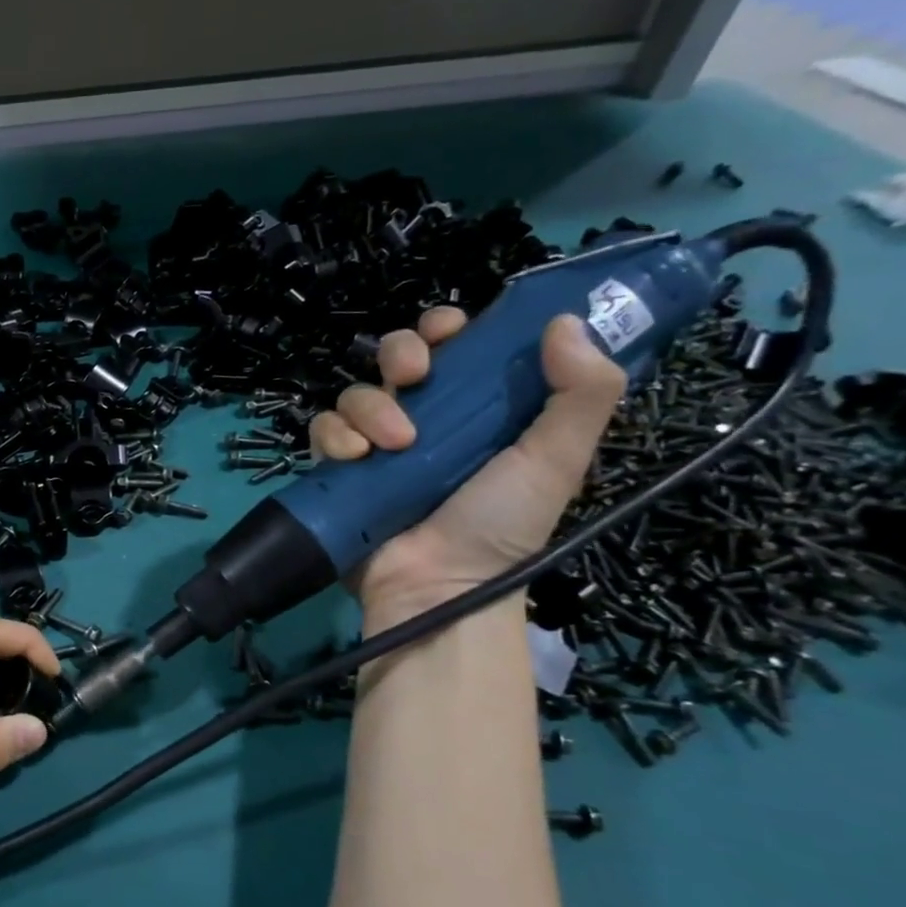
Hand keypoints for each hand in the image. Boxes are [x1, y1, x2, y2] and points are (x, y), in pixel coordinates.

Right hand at [310, 307, 625, 632]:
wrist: (437, 584)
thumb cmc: (501, 523)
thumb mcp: (556, 459)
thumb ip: (581, 393)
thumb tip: (566, 322)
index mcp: (477, 410)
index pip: (456, 348)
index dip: (447, 328)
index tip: (449, 331)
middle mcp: (425, 419)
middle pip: (395, 357)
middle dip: (399, 353)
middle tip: (412, 377)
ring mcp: (376, 445)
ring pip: (357, 392)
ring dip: (371, 407)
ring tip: (393, 445)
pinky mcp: (339, 470)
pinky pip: (324, 430)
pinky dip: (335, 437)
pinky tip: (355, 459)